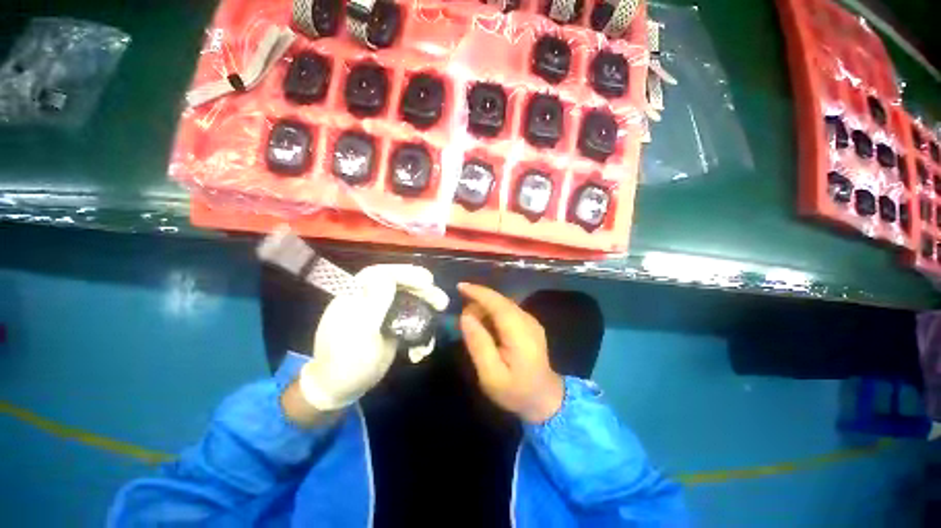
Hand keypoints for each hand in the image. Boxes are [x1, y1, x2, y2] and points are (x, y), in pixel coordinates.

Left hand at [297, 264, 448, 410]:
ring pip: (409, 300)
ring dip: (427, 307)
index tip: (427, 281)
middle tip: (441, 301)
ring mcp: (382, 313)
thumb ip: (374, 302)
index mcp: (356, 296)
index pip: (381, 273)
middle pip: (400, 285)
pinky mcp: (391, 326)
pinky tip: (422, 348)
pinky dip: (421, 329)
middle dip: (423, 290)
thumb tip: (387, 275)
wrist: (340, 390)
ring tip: (441, 313)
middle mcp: (370, 299)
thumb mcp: (360, 332)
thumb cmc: (346, 361)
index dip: (405, 272)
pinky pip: (410, 319)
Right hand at [458, 283, 563, 423]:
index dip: (478, 292)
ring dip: (485, 307)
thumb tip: (465, 316)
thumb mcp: (491, 375)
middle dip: (479, 301)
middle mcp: (528, 321)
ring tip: (473, 325)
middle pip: (500, 301)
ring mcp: (531, 321)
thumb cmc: (516, 391)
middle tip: (463, 318)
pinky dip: (493, 312)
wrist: (545, 399)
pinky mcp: (530, 324)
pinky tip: (486, 326)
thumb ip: (478, 344)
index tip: (460, 287)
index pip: (498, 304)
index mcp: (520, 333)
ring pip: (504, 304)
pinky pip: (508, 310)